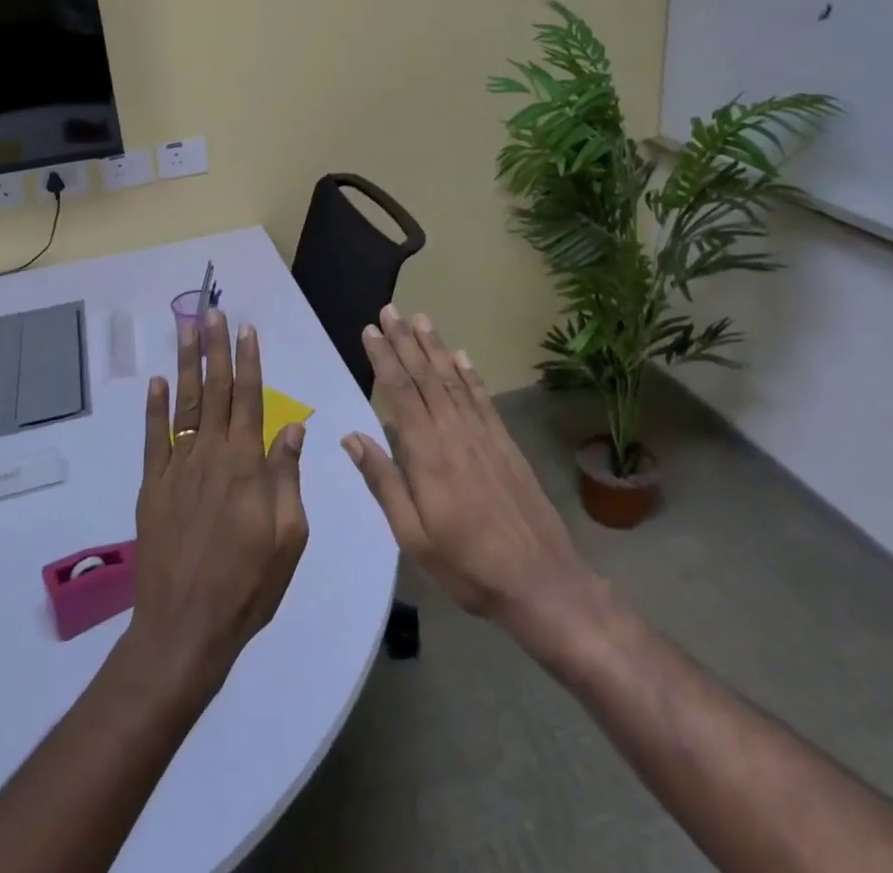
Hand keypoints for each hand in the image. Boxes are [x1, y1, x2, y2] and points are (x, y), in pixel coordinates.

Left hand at [122, 310, 308, 695]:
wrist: (184, 629)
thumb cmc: (247, 586)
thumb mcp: (288, 537)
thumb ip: (287, 477)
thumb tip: (292, 427)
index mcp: (245, 465)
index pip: (249, 399)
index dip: (248, 362)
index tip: (246, 330)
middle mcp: (210, 455)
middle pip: (214, 390)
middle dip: (215, 348)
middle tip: (212, 311)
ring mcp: (176, 469)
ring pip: (183, 404)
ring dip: (185, 364)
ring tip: (186, 329)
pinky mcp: (151, 487)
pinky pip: (153, 438)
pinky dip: (153, 408)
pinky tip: (155, 382)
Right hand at [343, 306, 592, 638]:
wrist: (541, 581)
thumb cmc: (467, 565)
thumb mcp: (413, 535)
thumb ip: (384, 482)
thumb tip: (351, 437)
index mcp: (427, 453)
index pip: (400, 392)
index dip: (383, 359)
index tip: (370, 330)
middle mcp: (454, 432)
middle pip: (425, 376)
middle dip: (405, 341)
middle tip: (390, 310)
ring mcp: (484, 435)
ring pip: (453, 379)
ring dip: (435, 347)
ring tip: (421, 319)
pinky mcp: (505, 443)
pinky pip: (483, 398)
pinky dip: (470, 374)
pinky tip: (462, 356)